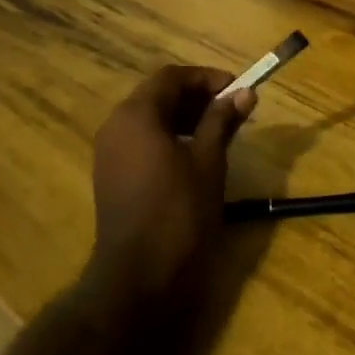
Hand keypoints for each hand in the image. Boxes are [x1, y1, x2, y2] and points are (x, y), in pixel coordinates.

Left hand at [87, 65, 255, 313]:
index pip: (171, 77)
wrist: (139, 277)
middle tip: (231, 110)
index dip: (206, 78)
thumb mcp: (209, 161)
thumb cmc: (179, 212)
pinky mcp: (111, 177)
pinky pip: (141, 142)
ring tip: (219, 132)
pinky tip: (194, 156)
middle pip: (158, 95)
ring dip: (184, 118)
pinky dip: (168, 138)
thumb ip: (223, 121)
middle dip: (196, 97)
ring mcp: (109, 153)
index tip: (237, 90)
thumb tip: (245, 93)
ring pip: (149, 119)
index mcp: (136, 115)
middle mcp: (116, 126)